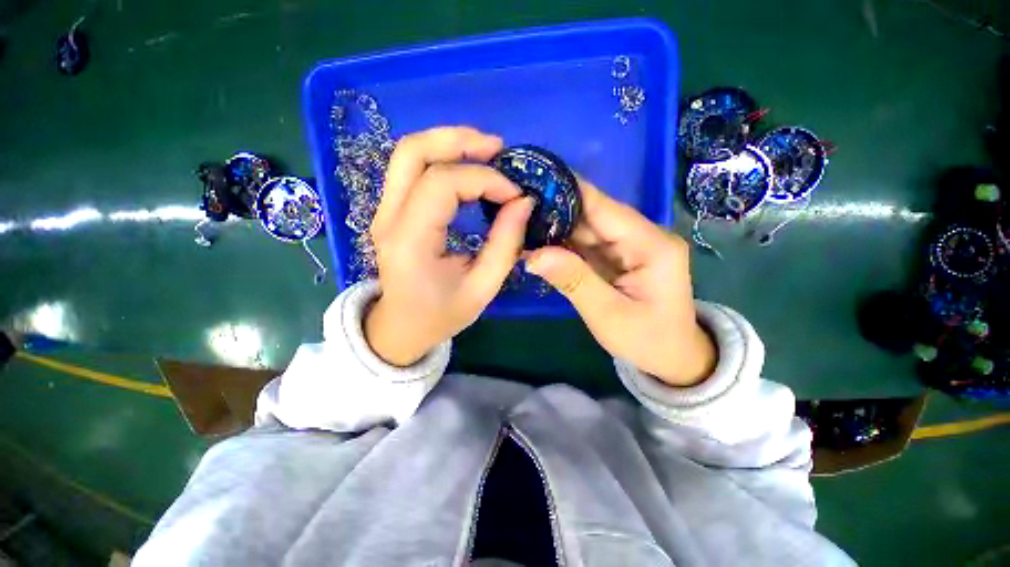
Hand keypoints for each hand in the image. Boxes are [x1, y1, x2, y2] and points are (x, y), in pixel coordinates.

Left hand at [365, 127, 533, 365]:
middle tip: (498, 147)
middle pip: (413, 152)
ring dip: (449, 142)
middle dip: (459, 140)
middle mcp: (388, 218)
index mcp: (410, 242)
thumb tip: (524, 202)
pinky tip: (468, 166)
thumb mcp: (483, 289)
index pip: (442, 185)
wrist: (401, 326)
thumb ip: (505, 244)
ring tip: (486, 150)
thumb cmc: (441, 314)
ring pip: (408, 153)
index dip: (484, 180)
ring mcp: (384, 210)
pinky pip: (412, 168)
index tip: (515, 195)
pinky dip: (442, 157)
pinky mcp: (391, 209)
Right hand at [525, 180, 715, 386]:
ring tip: (520, 220)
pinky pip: (585, 244)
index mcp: (650, 245)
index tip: (533, 181)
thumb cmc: (648, 340)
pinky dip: (562, 243)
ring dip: (555, 226)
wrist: (672, 357)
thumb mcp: (608, 316)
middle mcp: (642, 236)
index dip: (568, 191)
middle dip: (555, 209)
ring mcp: (629, 246)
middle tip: (516, 205)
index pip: (604, 207)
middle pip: (593, 214)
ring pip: (586, 228)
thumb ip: (573, 281)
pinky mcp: (617, 257)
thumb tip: (533, 255)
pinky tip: (538, 241)